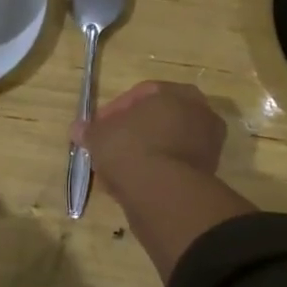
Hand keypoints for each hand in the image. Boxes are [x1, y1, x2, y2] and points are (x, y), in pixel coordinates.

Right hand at [74, 81, 226, 195]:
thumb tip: (78, 129)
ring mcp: (208, 145)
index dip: (115, 110)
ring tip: (118, 169)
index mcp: (178, 93)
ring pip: (167, 143)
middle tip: (110, 145)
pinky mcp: (207, 173)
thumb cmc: (130, 149)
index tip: (98, 126)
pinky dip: (156, 171)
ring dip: (144, 153)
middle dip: (132, 132)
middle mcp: (200, 113)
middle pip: (158, 119)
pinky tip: (134, 184)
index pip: (142, 94)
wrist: (163, 193)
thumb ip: (89, 130)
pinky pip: (173, 165)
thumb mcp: (99, 135)